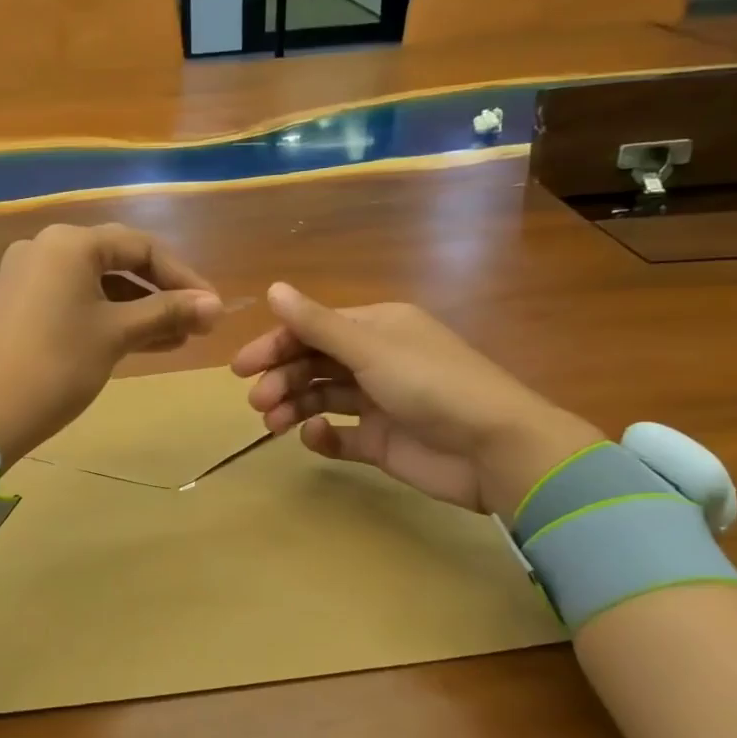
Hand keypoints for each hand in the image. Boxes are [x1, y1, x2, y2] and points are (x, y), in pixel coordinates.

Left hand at [0, 224, 222, 467]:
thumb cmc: (58, 366)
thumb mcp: (116, 335)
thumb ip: (167, 313)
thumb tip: (216, 306)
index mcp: (70, 243)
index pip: (141, 247)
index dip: (183, 277)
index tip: (213, 308)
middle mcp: (46, 247)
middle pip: (119, 261)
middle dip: (162, 293)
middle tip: (198, 323)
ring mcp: (29, 275)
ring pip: (99, 284)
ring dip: (139, 308)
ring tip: (178, 338)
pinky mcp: (21, 303)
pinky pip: (76, 299)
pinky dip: (109, 316)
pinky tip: (143, 340)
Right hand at [230, 283, 604, 518]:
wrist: (495, 449)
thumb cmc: (432, 385)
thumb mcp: (371, 349)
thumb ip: (317, 324)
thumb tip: (274, 288)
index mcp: (376, 328)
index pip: (313, 330)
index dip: (275, 345)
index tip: (241, 368)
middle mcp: (375, 360)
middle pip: (313, 364)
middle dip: (281, 379)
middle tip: (257, 402)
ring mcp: (379, 402)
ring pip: (321, 398)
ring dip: (293, 407)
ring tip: (273, 425)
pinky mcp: (382, 441)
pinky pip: (340, 435)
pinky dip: (322, 436)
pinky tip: (315, 438)